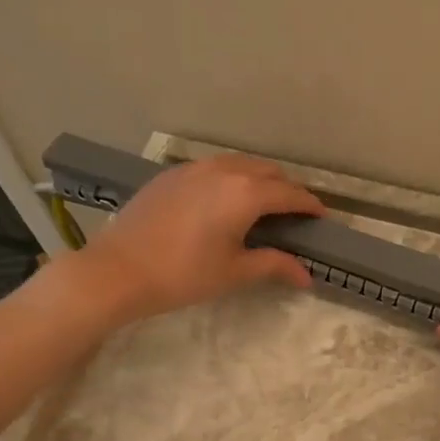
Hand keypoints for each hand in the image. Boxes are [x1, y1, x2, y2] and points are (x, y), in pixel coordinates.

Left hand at [76, 153, 325, 321]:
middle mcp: (225, 170)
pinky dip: (232, 178)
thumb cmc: (183, 274)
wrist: (118, 269)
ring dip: (259, 180)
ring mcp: (195, 168)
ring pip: (240, 164)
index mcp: (247, 193)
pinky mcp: (172, 174)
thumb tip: (307, 276)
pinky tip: (224, 201)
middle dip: (287, 189)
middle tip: (294, 214)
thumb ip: (274, 265)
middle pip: (269, 172)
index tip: (321, 218)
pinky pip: (214, 168)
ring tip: (262, 205)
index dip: (310, 206)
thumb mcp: (234, 272)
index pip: (291, 194)